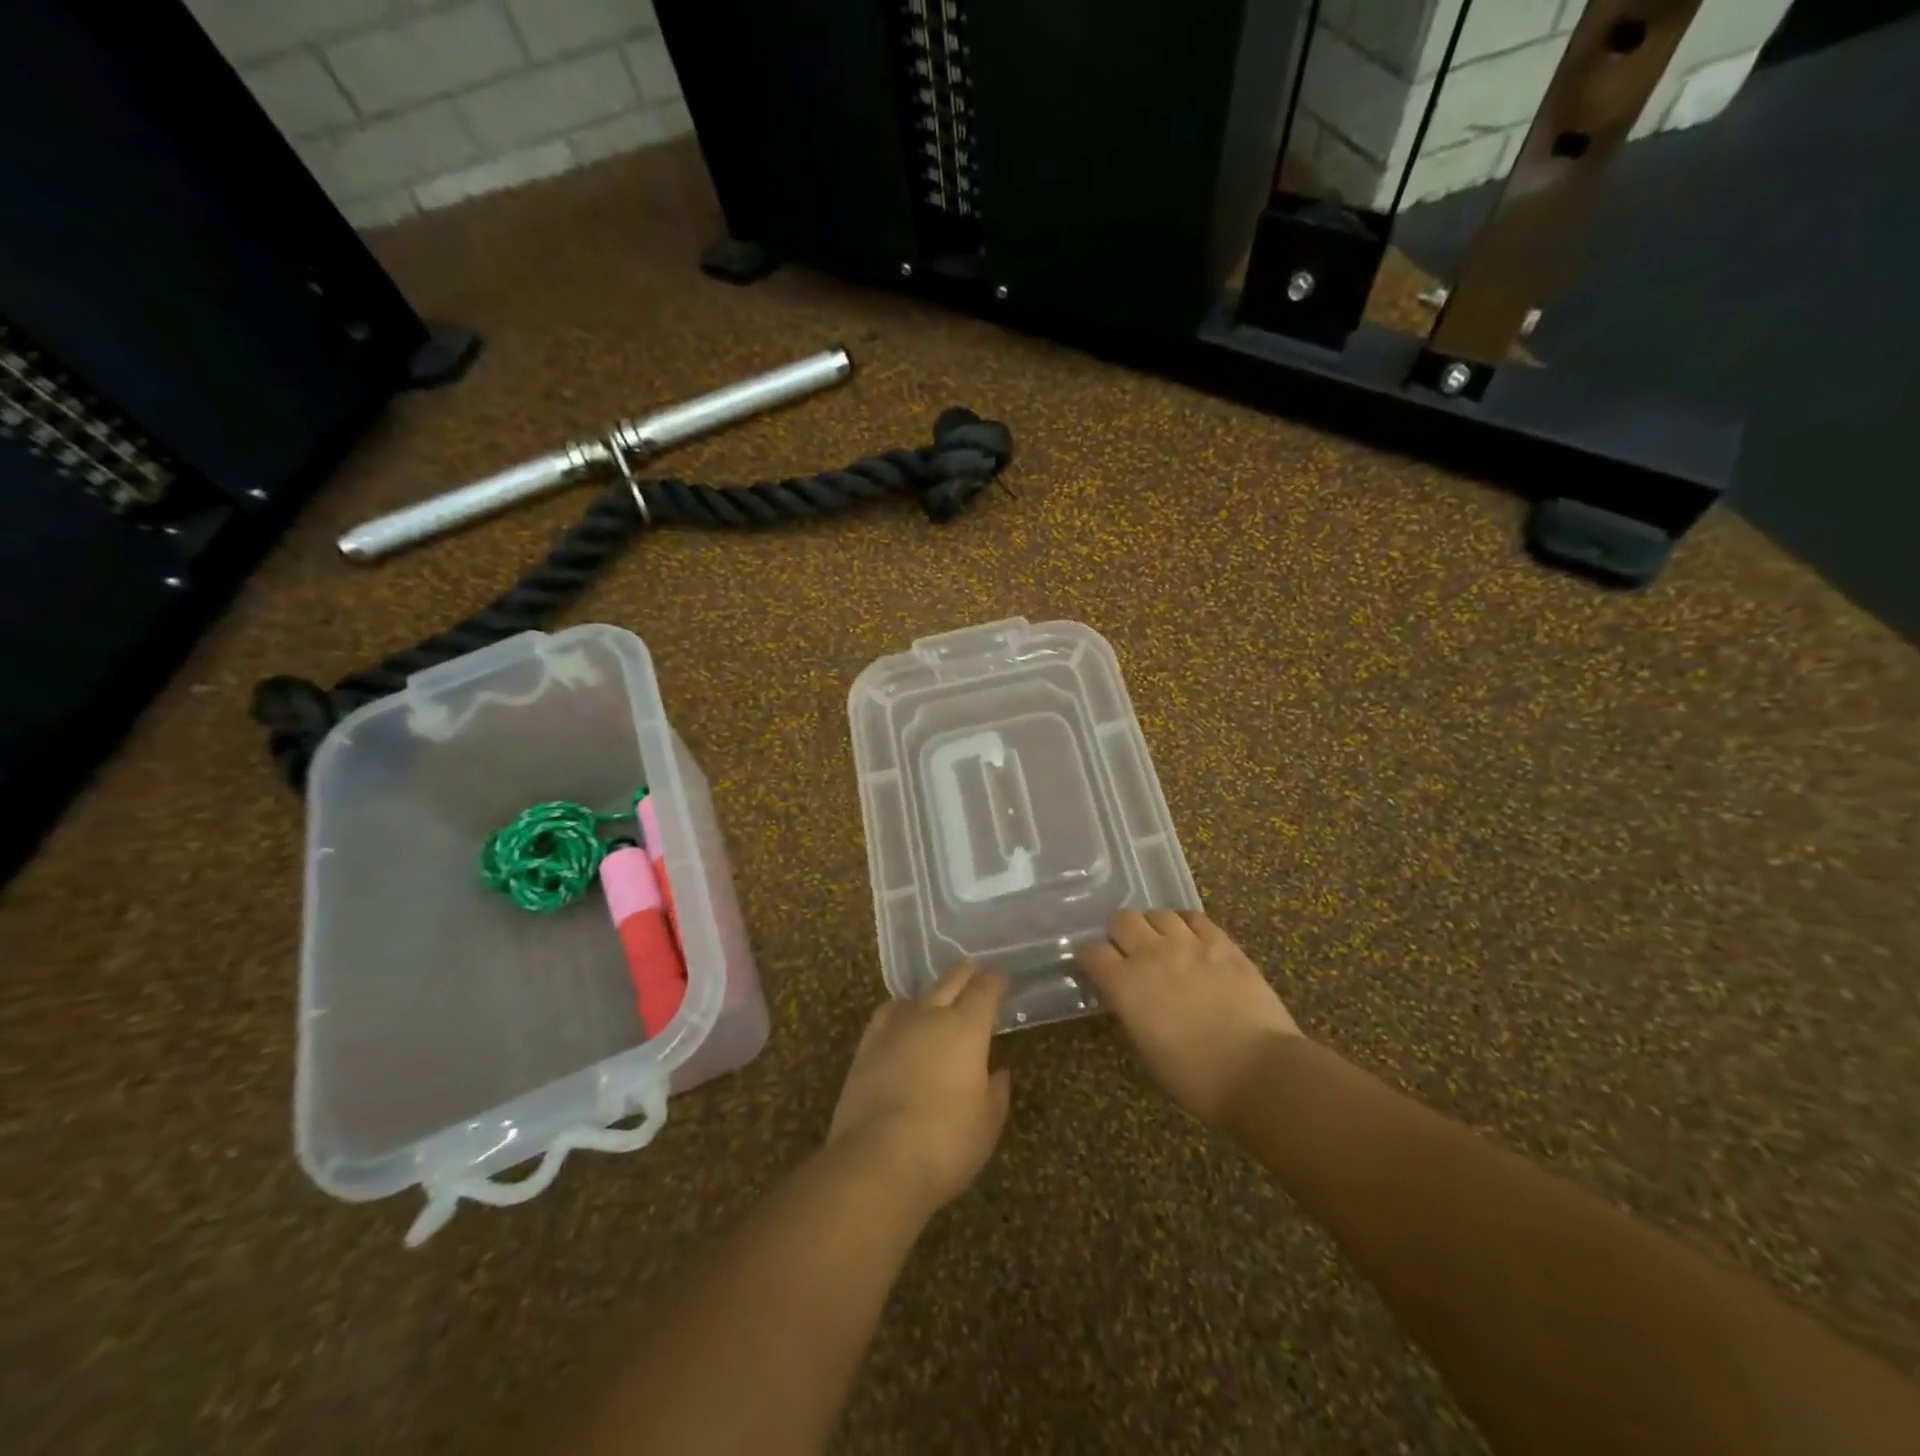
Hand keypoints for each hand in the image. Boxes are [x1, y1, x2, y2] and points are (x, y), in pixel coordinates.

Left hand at [826, 963, 1011, 1214]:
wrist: (878, 1159)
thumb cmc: (946, 1142)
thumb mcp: (987, 1123)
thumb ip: (996, 1092)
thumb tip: (998, 1073)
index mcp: (966, 1029)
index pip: (985, 992)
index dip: (995, 983)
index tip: (1003, 980)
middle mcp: (931, 1017)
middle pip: (950, 983)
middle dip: (965, 974)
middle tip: (974, 968)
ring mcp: (895, 1029)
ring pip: (917, 996)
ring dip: (932, 992)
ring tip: (938, 995)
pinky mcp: (866, 1048)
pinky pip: (886, 1015)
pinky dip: (898, 1010)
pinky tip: (899, 1016)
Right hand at [1077, 909, 1302, 1126]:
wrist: (1260, 1073)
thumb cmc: (1196, 1077)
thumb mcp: (1146, 1050)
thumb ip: (1130, 1011)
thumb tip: (1127, 996)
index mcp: (1125, 985)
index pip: (1091, 952)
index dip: (1089, 957)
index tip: (1093, 965)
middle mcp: (1151, 954)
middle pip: (1122, 920)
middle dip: (1118, 932)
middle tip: (1126, 950)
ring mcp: (1189, 944)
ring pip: (1158, 913)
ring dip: (1153, 926)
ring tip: (1160, 943)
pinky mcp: (1222, 943)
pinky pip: (1195, 918)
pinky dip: (1186, 924)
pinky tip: (1190, 938)